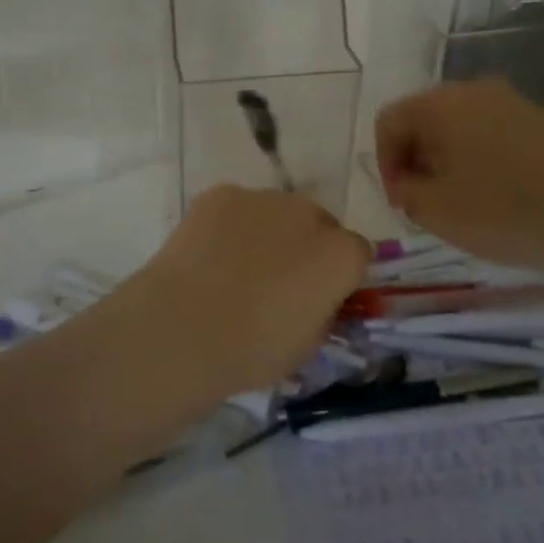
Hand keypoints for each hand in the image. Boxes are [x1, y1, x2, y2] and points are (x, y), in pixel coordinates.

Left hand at [107, 185, 370, 400]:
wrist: (186, 327)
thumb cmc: (254, 349)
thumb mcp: (308, 345)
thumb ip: (322, 310)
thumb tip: (315, 296)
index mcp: (341, 254)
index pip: (357, 252)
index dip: (340, 274)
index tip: (319, 294)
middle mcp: (308, 214)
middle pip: (317, 223)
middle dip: (306, 246)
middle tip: (277, 279)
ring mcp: (263, 198)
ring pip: (275, 212)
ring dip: (267, 232)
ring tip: (235, 267)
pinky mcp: (222, 193)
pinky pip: (236, 208)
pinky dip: (229, 226)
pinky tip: (208, 256)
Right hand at [375, 79, 543, 271]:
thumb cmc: (506, 211)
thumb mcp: (436, 212)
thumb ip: (407, 192)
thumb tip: (410, 180)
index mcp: (439, 105)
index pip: (388, 121)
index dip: (384, 163)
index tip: (402, 202)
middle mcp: (473, 91)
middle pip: (426, 120)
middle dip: (418, 161)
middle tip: (428, 203)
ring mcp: (514, 102)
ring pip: (463, 128)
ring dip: (453, 162)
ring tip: (466, 204)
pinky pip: (498, 136)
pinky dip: (487, 161)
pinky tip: (505, 198)